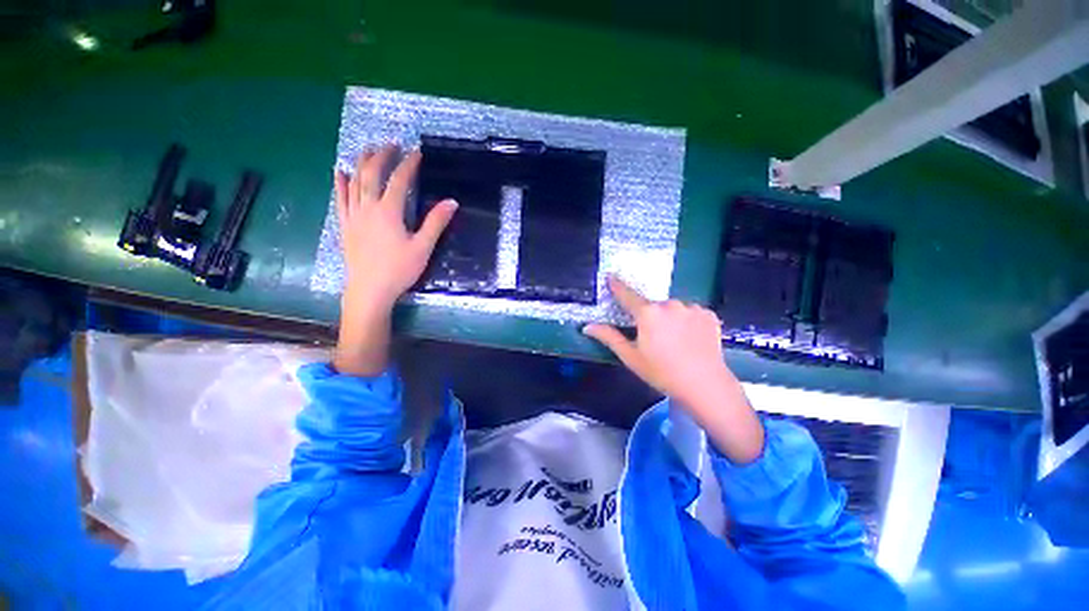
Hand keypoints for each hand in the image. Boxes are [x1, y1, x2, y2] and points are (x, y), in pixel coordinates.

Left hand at [332, 145, 456, 376]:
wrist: (369, 289)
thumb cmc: (399, 270)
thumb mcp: (423, 247)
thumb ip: (436, 223)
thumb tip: (452, 202)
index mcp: (389, 212)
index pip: (399, 180)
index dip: (408, 164)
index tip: (416, 153)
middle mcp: (368, 207)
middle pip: (372, 174)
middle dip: (382, 156)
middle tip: (392, 145)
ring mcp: (353, 215)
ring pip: (354, 182)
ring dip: (361, 163)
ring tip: (369, 150)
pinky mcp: (345, 225)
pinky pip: (340, 199)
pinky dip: (340, 183)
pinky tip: (339, 172)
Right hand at [584, 276, 763, 463]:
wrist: (705, 386)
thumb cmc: (661, 372)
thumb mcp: (631, 357)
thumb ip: (609, 337)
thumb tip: (587, 327)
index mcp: (648, 313)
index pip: (627, 295)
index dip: (618, 286)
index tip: (611, 276)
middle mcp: (669, 304)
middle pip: (652, 305)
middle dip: (650, 316)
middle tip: (655, 339)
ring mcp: (691, 307)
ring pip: (673, 308)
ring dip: (669, 318)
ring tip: (675, 341)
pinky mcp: (708, 314)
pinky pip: (691, 312)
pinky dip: (687, 321)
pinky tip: (691, 339)